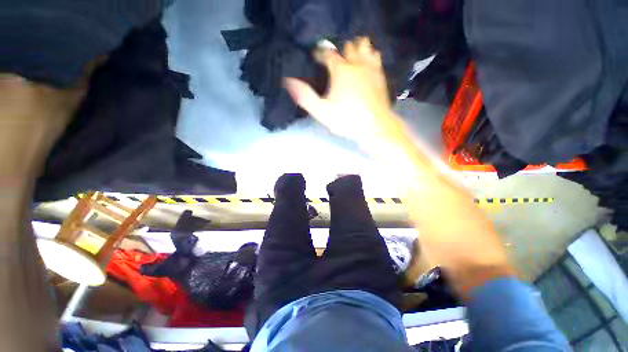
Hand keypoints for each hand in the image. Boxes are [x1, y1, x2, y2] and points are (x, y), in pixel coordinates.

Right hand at [284, 37, 395, 145]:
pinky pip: (376, 58)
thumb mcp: (322, 111)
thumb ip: (305, 96)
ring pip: (365, 47)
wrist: (375, 126)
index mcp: (341, 70)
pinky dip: (369, 57)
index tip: (316, 56)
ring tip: (351, 58)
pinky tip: (366, 64)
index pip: (328, 54)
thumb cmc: (346, 120)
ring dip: (357, 49)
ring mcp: (371, 68)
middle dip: (340, 50)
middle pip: (348, 46)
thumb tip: (289, 81)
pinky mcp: (380, 76)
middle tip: (334, 60)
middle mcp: (357, 64)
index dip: (320, 53)